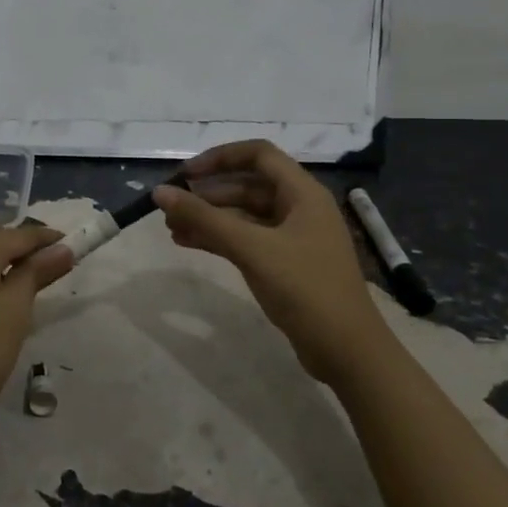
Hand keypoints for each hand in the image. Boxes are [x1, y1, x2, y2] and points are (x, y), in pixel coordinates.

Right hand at [152, 140, 376, 384]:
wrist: (347, 351)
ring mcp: (294, 237)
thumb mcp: (252, 249)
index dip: (220, 158)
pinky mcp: (287, 264)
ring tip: (171, 228)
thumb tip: (160, 192)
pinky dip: (220, 239)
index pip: (258, 155)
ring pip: (244, 215)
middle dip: (208, 194)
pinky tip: (189, 244)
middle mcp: (300, 208)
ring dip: (210, 218)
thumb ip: (205, 219)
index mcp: (303, 193)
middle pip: (248, 185)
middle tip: (171, 208)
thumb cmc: (305, 289)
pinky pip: (248, 239)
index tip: (186, 175)